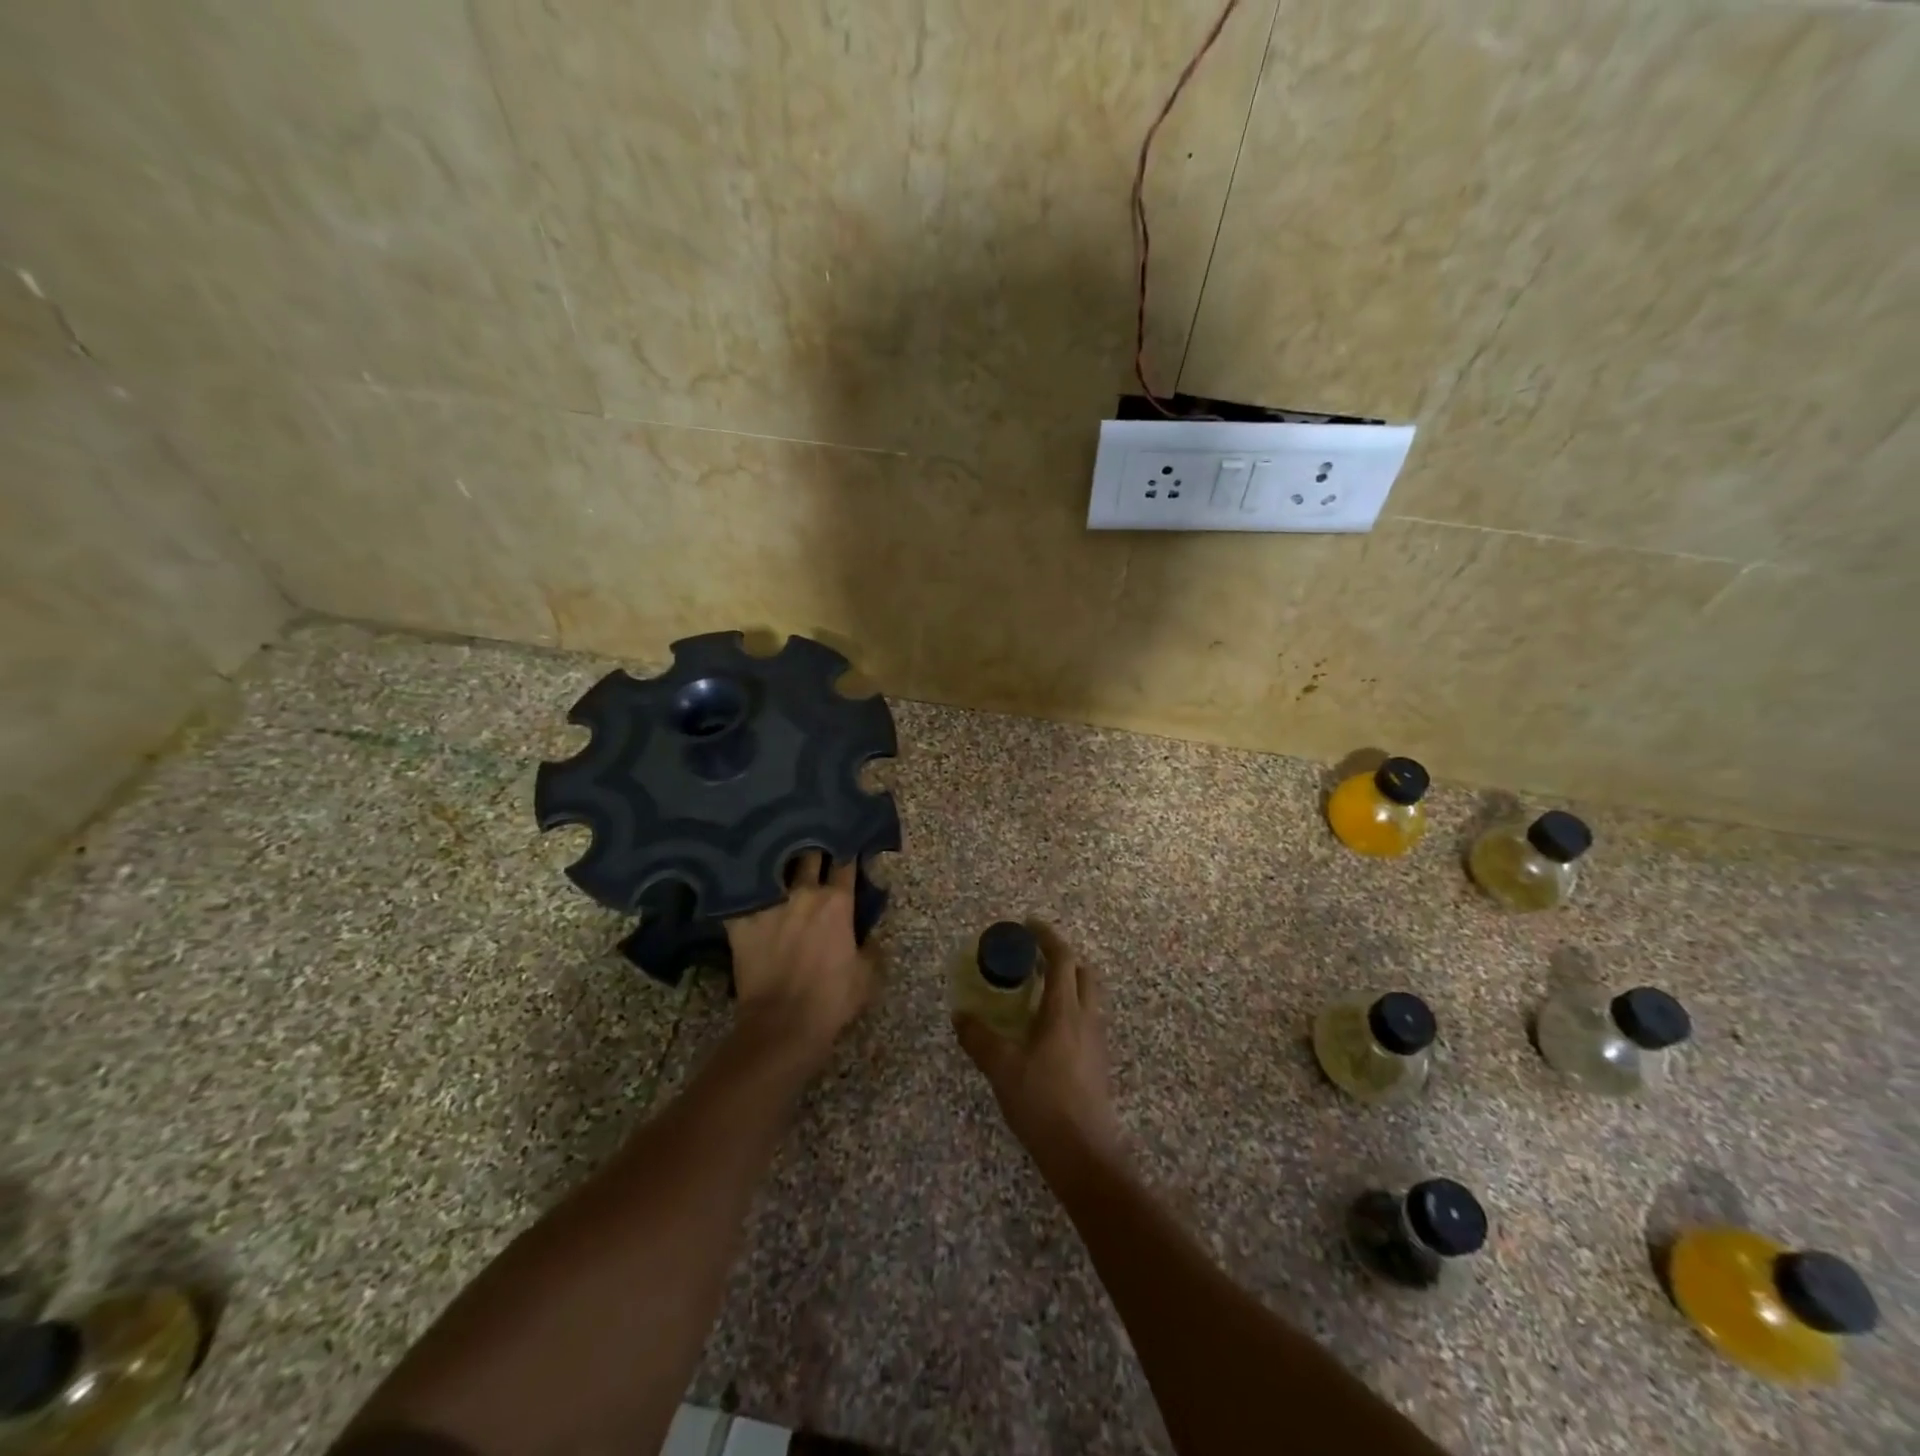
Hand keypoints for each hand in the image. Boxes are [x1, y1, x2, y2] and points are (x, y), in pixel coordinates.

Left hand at [725, 852, 877, 1069]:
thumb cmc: (831, 1000)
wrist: (782, 1025)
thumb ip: (871, 945)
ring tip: (777, 856)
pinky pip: (740, 895)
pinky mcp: (742, 921)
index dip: (849, 852)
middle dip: (814, 847)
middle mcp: (804, 893)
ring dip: (780, 862)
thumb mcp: (867, 975)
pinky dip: (743, 890)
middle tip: (814, 848)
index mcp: (837, 902)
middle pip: (810, 854)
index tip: (849, 848)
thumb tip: (868, 932)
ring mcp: (769, 904)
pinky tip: (740, 885)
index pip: (846, 862)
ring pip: (774, 867)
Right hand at [954, 919, 1121, 1167]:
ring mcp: (1096, 1041)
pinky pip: (1086, 1018)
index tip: (1027, 925)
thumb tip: (960, 1016)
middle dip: (1061, 957)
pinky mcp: (1098, 1062)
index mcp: (1065, 1010)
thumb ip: (979, 1038)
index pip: (1062, 959)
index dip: (1047, 937)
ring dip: (1067, 982)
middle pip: (1083, 972)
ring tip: (1037, 990)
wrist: (1084, 1154)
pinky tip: (1046, 1029)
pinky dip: (1069, 1007)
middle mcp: (1087, 1018)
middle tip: (1033, 957)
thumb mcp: (1002, 1069)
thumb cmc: (1043, 1103)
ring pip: (1088, 996)